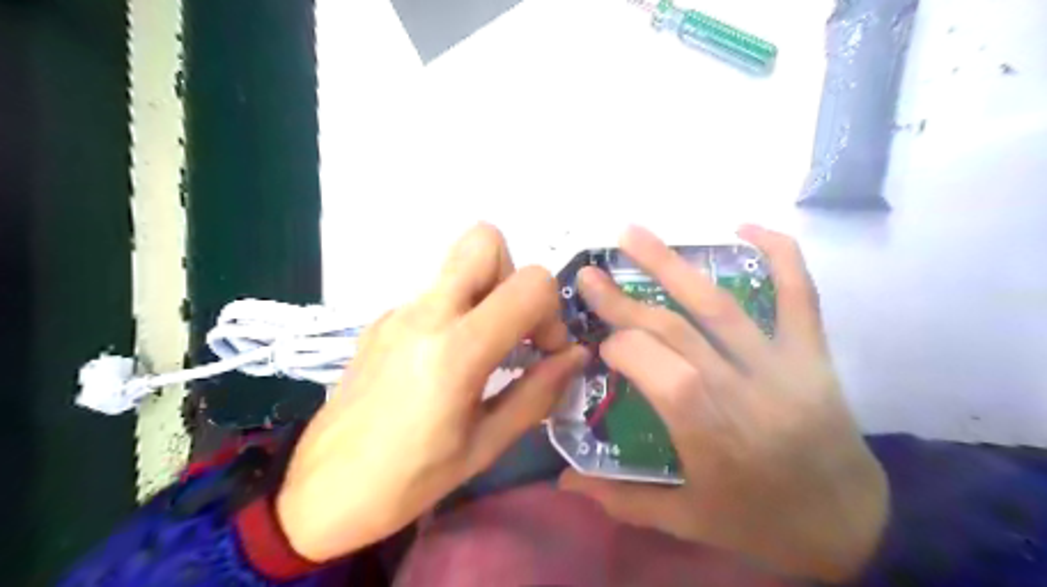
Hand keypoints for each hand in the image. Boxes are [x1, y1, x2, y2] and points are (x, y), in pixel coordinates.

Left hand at [277, 226, 586, 563]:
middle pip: (484, 240)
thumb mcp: (485, 445)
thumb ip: (538, 393)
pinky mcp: (381, 320)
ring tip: (485, 349)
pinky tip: (445, 361)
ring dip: (487, 292)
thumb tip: (575, 356)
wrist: (320, 493)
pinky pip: (434, 292)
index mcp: (456, 350)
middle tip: (513, 327)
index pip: (530, 283)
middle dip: (513, 275)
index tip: (543, 352)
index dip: (552, 313)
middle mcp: (426, 313)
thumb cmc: (409, 480)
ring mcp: (398, 312)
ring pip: (459, 265)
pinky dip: (457, 310)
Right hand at [560, 225, 886, 582]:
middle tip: (590, 274)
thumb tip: (563, 481)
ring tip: (633, 233)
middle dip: (623, 300)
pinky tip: (744, 226)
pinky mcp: (812, 354)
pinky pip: (800, 295)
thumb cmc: (761, 521)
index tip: (600, 347)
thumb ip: (622, 499)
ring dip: (671, 264)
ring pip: (718, 304)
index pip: (652, 365)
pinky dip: (779, 254)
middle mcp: (740, 388)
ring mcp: (781, 364)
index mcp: (707, 429)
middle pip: (673, 329)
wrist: (852, 525)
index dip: (619, 347)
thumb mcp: (687, 519)